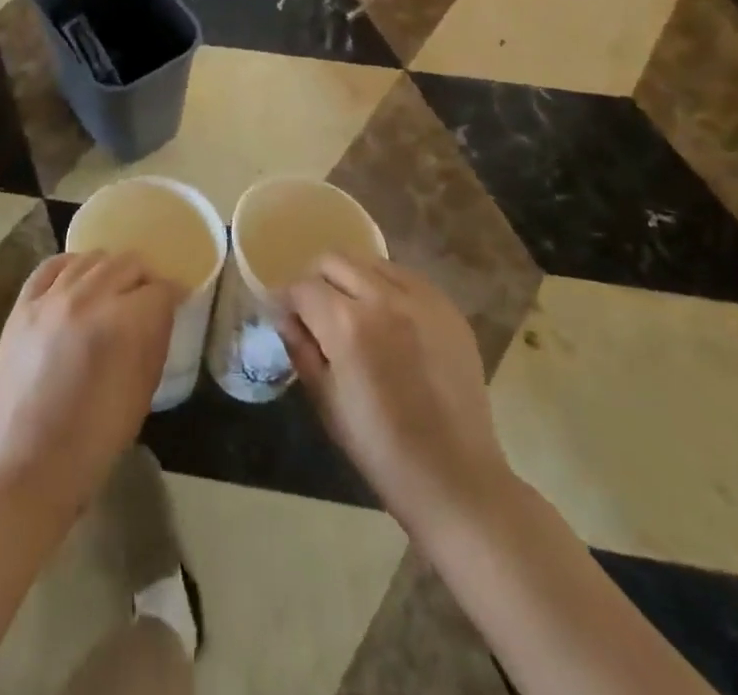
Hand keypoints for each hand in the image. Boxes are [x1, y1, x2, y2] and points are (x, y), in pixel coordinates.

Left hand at [0, 251, 181, 525]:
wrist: (25, 466)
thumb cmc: (93, 440)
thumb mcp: (142, 392)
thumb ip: (155, 340)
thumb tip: (162, 311)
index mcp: (122, 323)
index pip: (160, 289)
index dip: (173, 295)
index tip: (177, 302)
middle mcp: (87, 298)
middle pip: (128, 263)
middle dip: (145, 278)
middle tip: (147, 298)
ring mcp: (50, 298)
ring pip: (92, 258)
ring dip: (110, 270)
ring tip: (113, 289)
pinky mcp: (23, 305)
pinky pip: (51, 266)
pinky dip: (71, 266)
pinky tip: (78, 279)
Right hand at [279, 257, 510, 535]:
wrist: (455, 476)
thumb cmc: (380, 448)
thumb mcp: (326, 400)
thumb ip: (301, 348)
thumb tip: (285, 316)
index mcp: (347, 324)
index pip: (302, 287)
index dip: (286, 300)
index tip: (283, 314)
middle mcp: (383, 298)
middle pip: (334, 260)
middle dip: (316, 280)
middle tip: (315, 310)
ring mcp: (421, 298)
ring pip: (370, 262)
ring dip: (352, 279)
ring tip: (353, 312)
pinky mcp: (447, 307)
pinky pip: (405, 277)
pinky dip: (386, 287)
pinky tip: (388, 319)